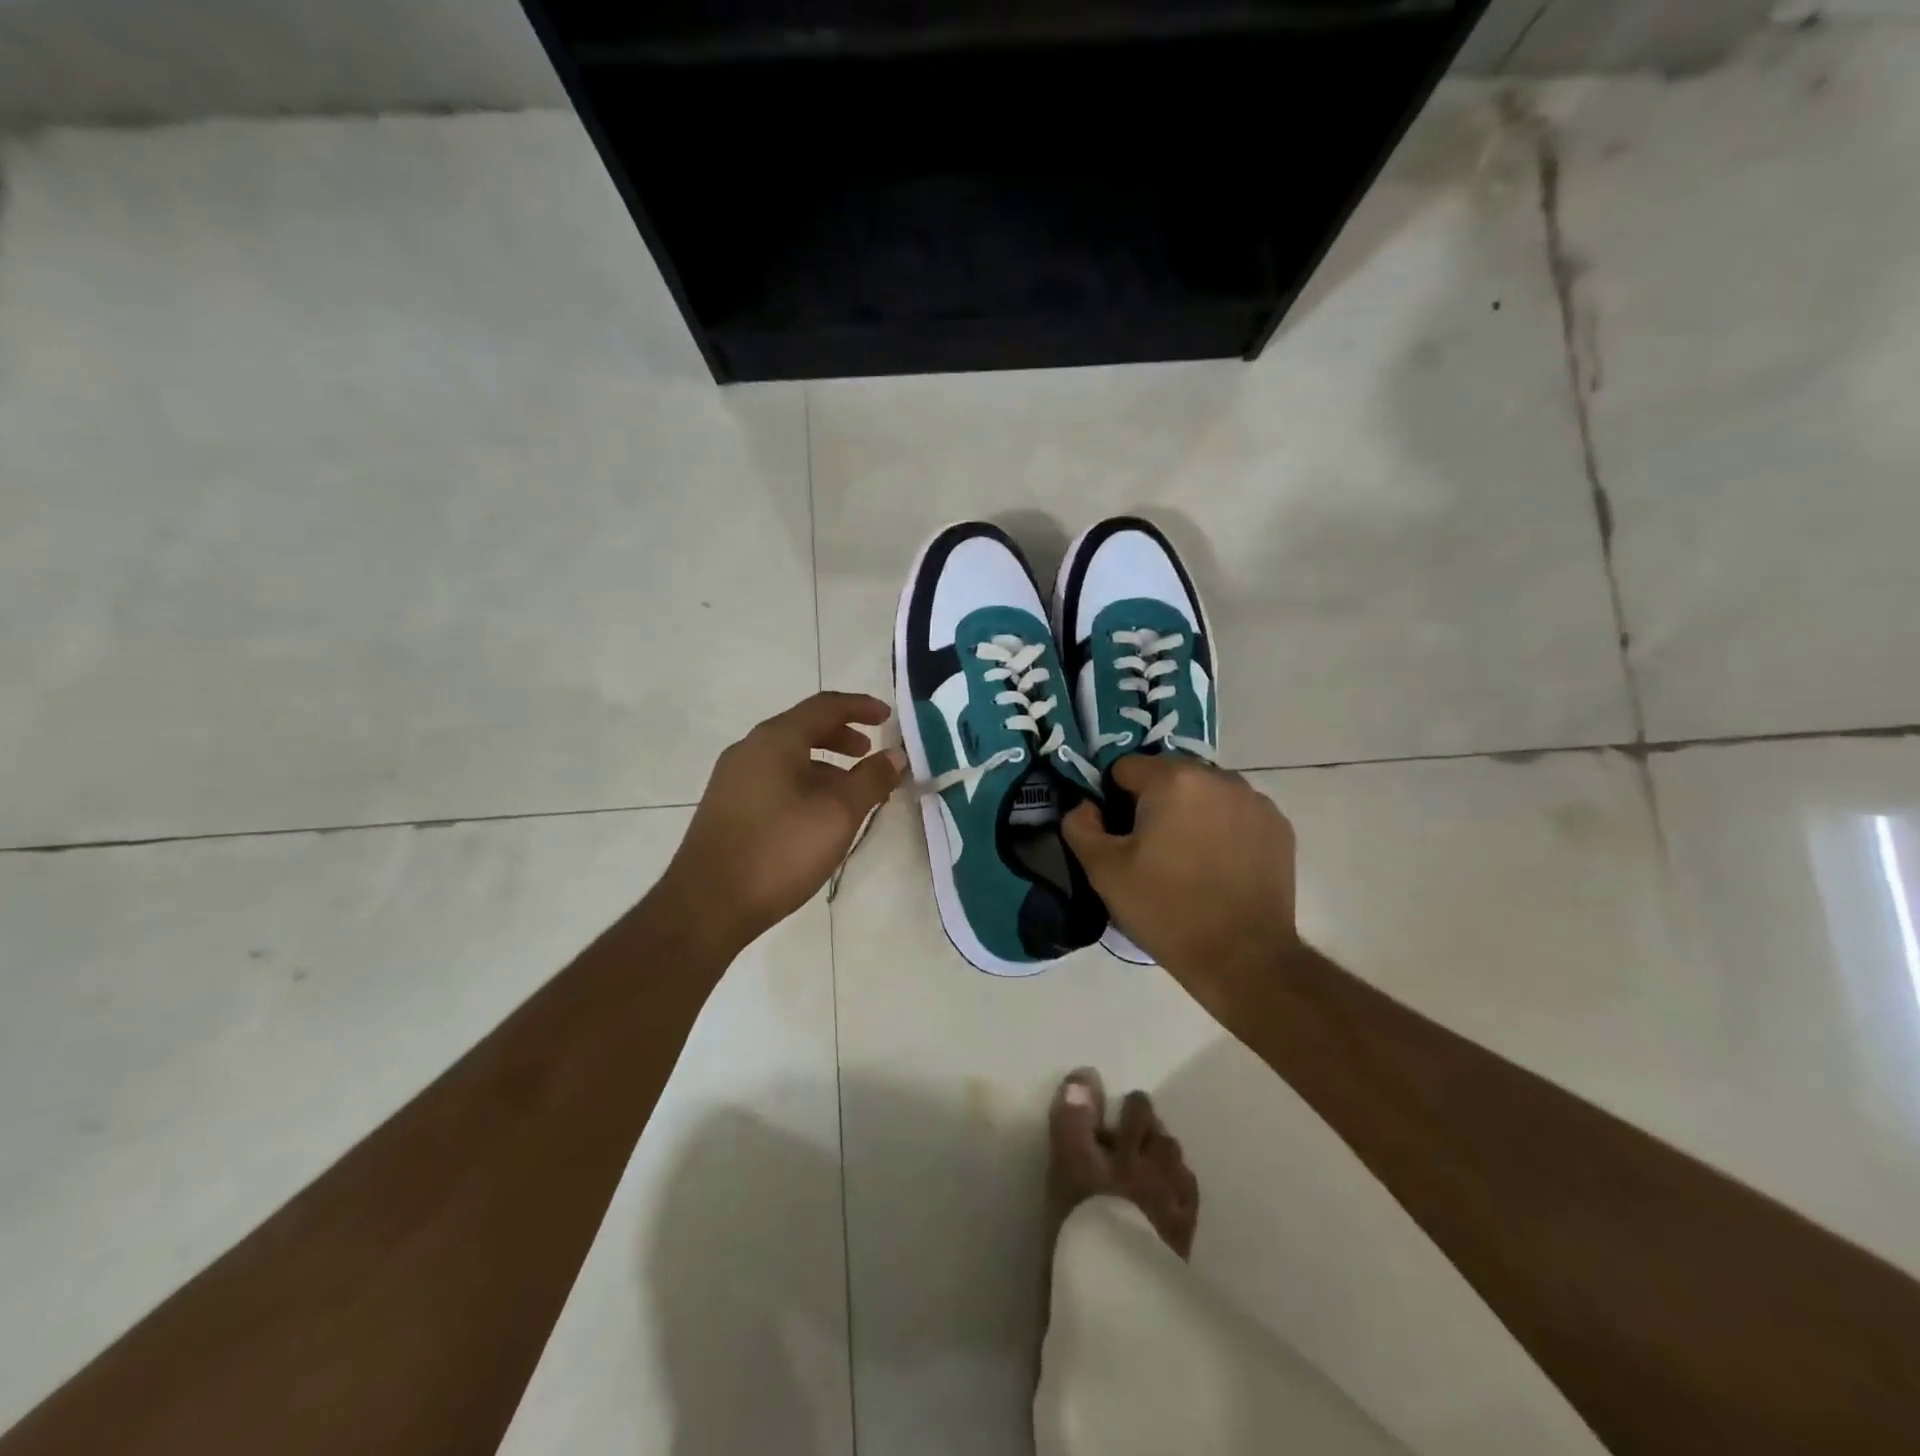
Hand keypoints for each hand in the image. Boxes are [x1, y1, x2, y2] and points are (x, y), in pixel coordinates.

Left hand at [663, 692, 904, 950]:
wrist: (707, 904)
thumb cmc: (780, 849)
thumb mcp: (838, 813)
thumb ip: (871, 780)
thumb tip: (895, 756)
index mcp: (775, 740)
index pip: (824, 706)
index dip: (860, 707)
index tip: (888, 718)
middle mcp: (750, 750)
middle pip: (803, 728)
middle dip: (841, 736)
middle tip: (868, 753)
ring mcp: (733, 779)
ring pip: (788, 757)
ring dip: (824, 764)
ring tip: (850, 792)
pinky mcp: (727, 808)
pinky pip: (774, 779)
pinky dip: (804, 783)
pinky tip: (817, 816)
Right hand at [1062, 756, 1298, 1018]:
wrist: (1242, 957)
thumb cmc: (1165, 909)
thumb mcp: (1103, 871)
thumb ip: (1081, 826)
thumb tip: (1085, 806)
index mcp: (1173, 780)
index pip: (1126, 768)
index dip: (1113, 798)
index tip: (1118, 834)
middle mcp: (1218, 777)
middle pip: (1169, 775)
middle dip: (1154, 802)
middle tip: (1149, 848)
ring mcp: (1254, 801)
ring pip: (1205, 792)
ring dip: (1190, 812)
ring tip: (1186, 858)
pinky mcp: (1278, 827)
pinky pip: (1236, 813)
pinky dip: (1223, 828)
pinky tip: (1218, 866)